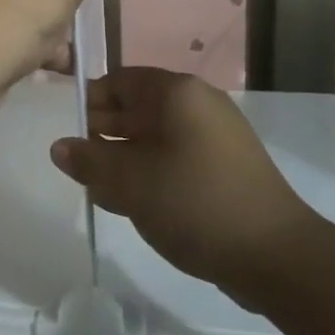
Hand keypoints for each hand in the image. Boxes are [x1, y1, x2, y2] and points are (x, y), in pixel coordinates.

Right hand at [50, 68, 318, 293]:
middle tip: (82, 166)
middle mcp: (199, 104)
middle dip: (105, 133)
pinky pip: (177, 157)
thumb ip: (89, 161)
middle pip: (138, 107)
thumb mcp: (129, 182)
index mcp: (176, 93)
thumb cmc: (193, 203)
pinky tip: (136, 203)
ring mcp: (217, 136)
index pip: (120, 80)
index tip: (72, 135)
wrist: (274, 254)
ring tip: (103, 190)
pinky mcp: (227, 166)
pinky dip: (153, 171)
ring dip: (126, 157)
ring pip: (156, 136)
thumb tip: (60, 147)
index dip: (90, 102)